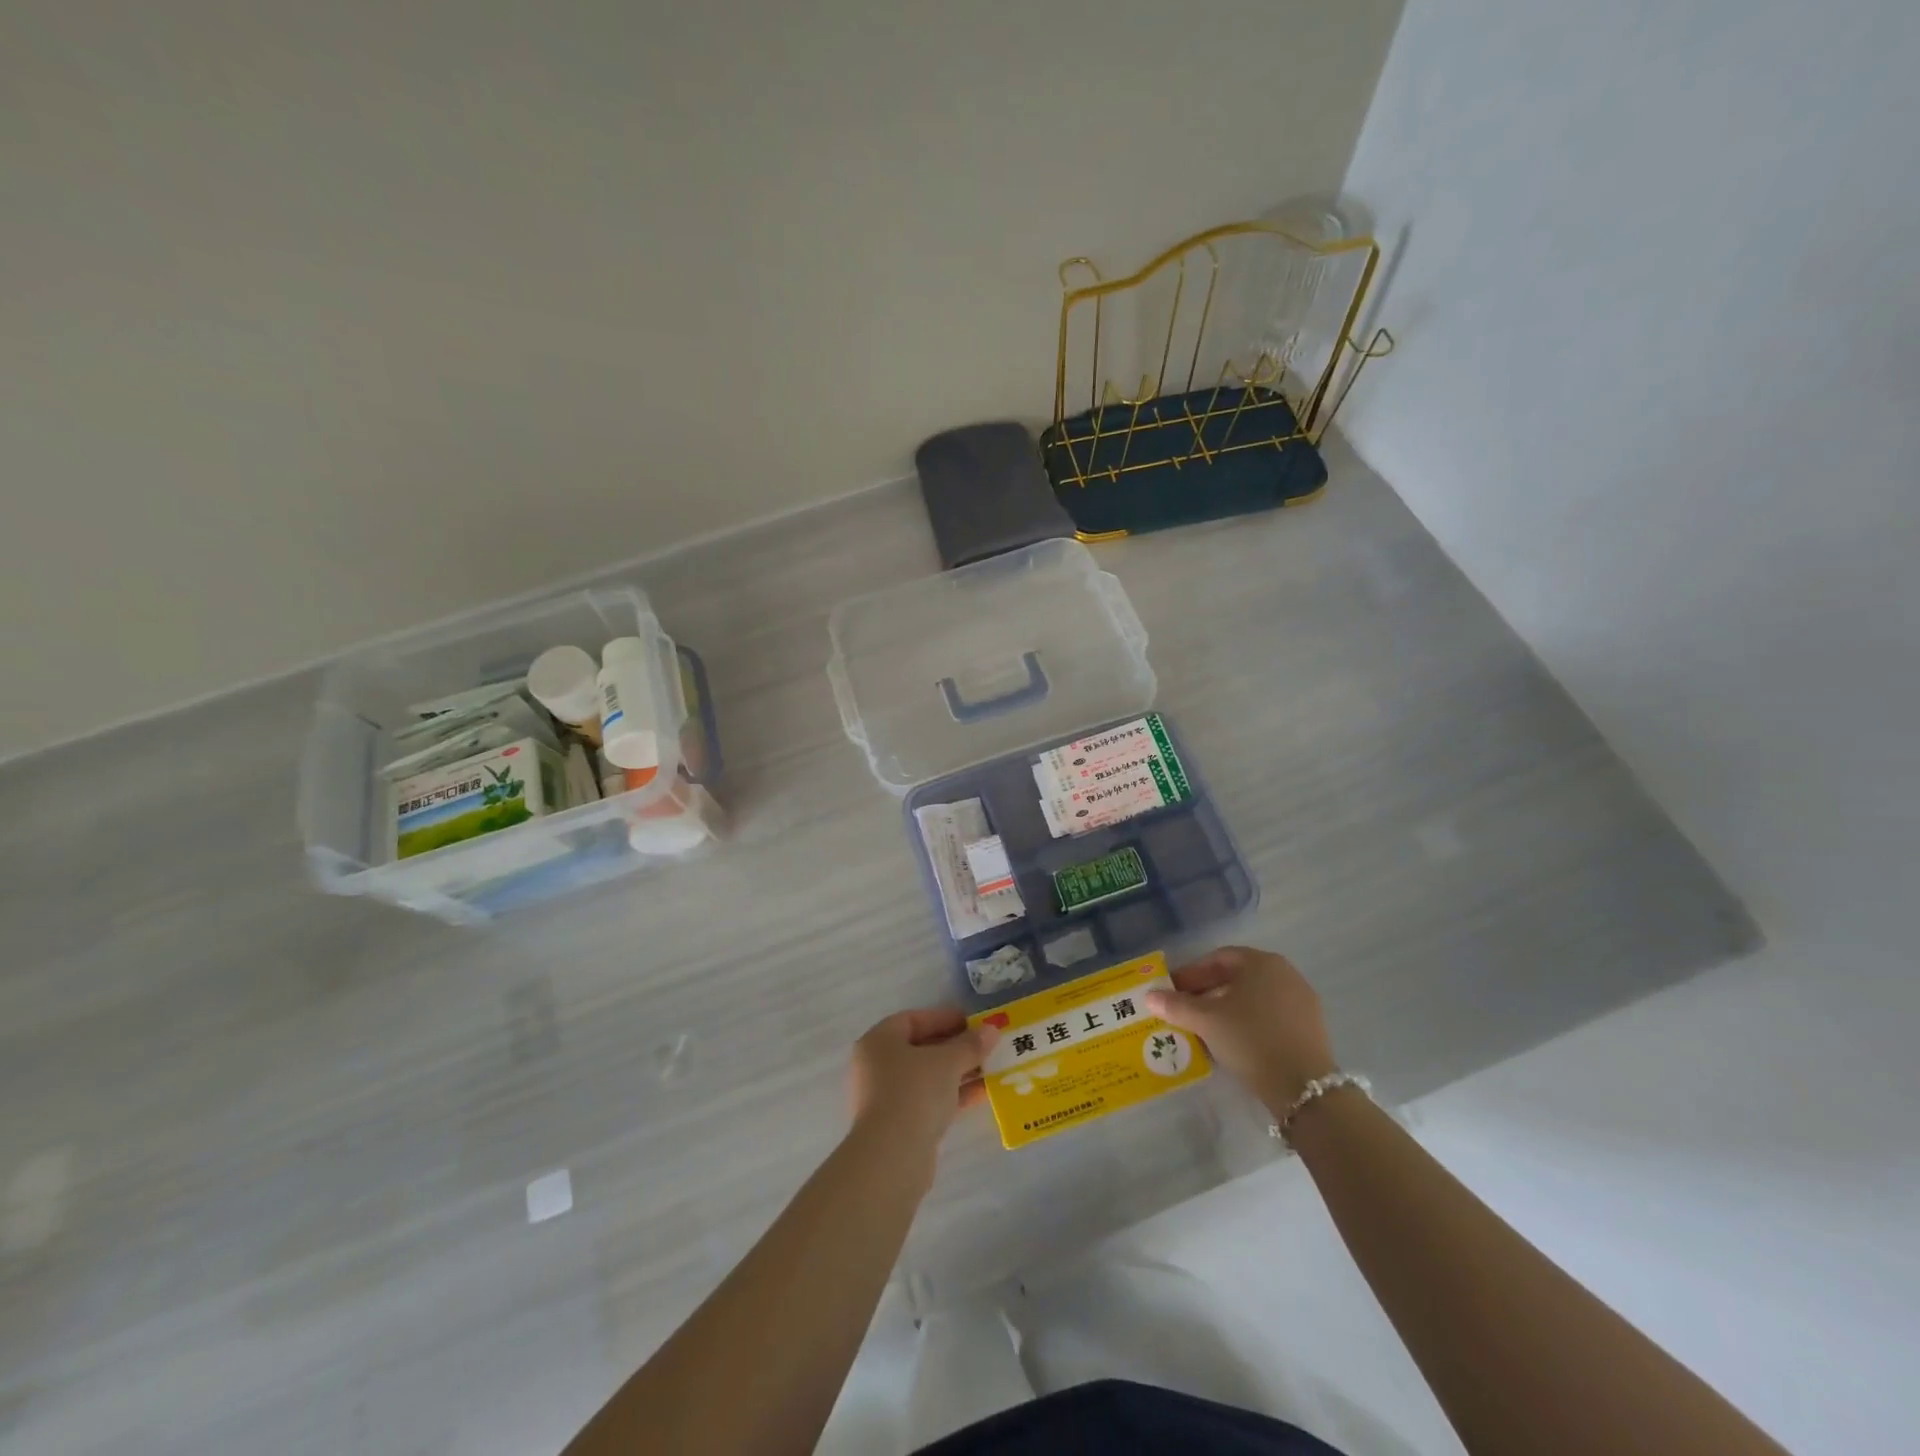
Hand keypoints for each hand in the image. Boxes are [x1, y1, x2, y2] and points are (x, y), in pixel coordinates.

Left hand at [847, 1008, 998, 1161]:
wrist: (892, 1157)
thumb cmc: (914, 1092)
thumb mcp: (947, 1062)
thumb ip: (970, 1044)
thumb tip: (991, 1030)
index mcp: (879, 1041)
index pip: (913, 1020)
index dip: (943, 1018)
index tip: (973, 1022)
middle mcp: (877, 1066)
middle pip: (921, 1049)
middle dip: (955, 1047)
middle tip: (985, 1047)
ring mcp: (886, 1097)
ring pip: (927, 1077)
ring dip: (958, 1072)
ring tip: (991, 1070)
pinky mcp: (898, 1126)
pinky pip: (929, 1101)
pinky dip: (952, 1095)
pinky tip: (983, 1094)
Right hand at [1144, 946, 1336, 1110]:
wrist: (1304, 1088)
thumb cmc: (1250, 1039)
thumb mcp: (1206, 1021)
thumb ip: (1176, 1005)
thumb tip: (1149, 996)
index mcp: (1261, 962)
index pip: (1218, 959)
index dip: (1190, 974)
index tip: (1171, 991)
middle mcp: (1285, 974)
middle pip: (1236, 977)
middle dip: (1207, 992)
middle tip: (1184, 1010)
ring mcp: (1302, 1001)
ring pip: (1253, 998)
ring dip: (1226, 1008)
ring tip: (1204, 1028)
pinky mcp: (1310, 1028)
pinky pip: (1270, 1016)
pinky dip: (1248, 1022)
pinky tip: (1233, 1042)